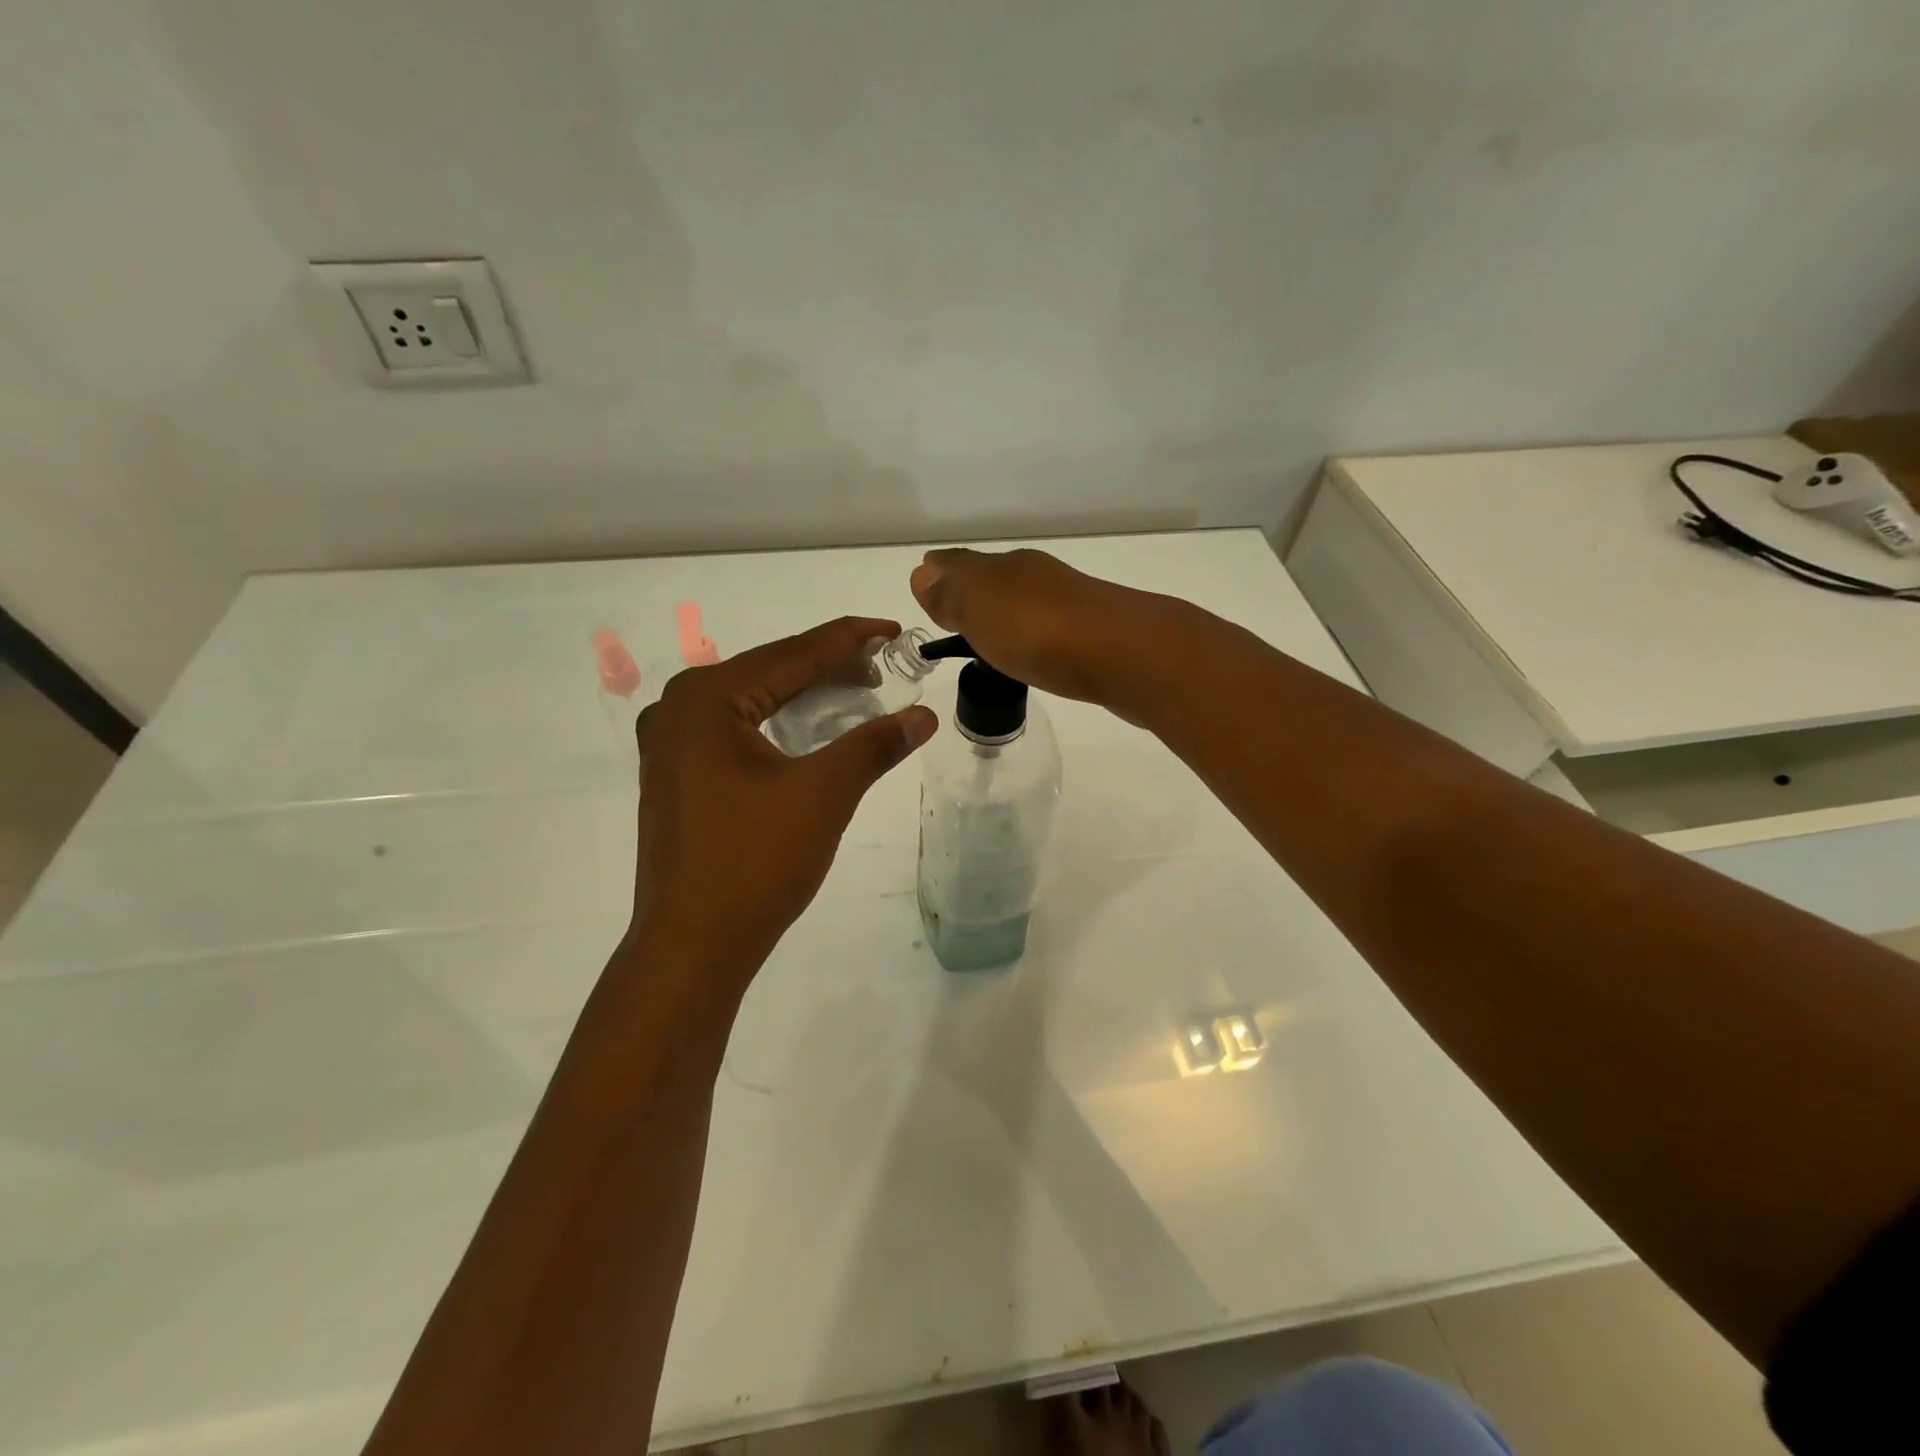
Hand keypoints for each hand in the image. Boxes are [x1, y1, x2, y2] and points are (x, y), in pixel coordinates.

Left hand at [627, 617, 935, 985]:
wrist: (691, 945)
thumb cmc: (755, 862)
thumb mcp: (823, 795)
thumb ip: (874, 745)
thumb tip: (924, 715)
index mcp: (706, 699)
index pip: (792, 654)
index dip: (849, 639)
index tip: (894, 629)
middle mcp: (679, 709)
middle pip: (770, 672)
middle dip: (830, 667)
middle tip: (885, 666)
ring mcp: (670, 744)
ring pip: (753, 702)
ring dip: (806, 696)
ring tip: (859, 692)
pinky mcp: (676, 775)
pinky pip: (737, 730)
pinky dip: (780, 724)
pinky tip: (811, 730)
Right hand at [909, 548, 1175, 716]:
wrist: (1128, 655)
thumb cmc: (1040, 632)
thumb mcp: (980, 610)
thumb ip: (951, 593)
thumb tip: (923, 573)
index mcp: (1005, 567)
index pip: (961, 564)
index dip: (940, 576)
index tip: (926, 586)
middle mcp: (1038, 577)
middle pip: (995, 580)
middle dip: (972, 593)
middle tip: (954, 617)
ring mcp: (1071, 603)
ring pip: (1026, 602)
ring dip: (1006, 615)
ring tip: (991, 640)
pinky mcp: (1096, 633)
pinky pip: (1051, 628)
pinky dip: (1035, 636)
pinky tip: (1036, 654)